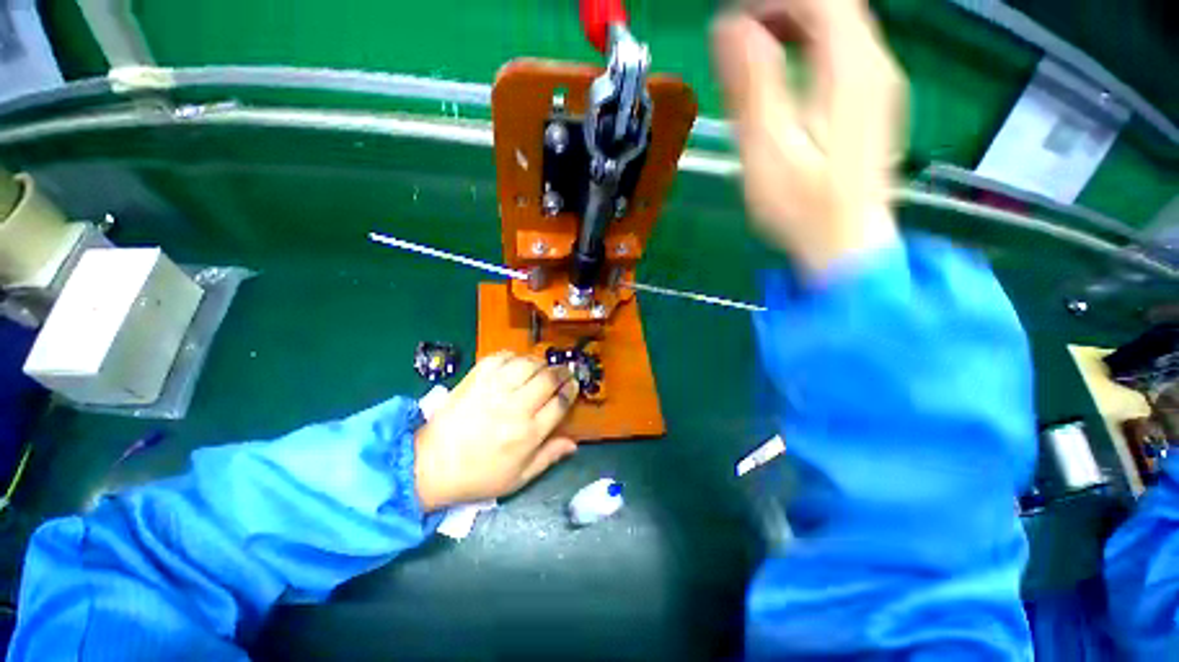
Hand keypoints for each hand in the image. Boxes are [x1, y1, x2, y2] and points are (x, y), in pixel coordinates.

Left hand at [413, 352, 579, 511]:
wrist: (430, 465)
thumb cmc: (478, 476)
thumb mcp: (518, 478)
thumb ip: (548, 457)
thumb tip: (574, 444)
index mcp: (528, 433)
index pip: (560, 402)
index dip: (571, 390)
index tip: (573, 385)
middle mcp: (515, 407)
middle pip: (548, 378)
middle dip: (561, 372)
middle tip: (563, 372)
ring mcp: (494, 390)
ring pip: (528, 364)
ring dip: (540, 362)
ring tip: (542, 367)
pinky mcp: (476, 379)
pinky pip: (501, 358)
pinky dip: (513, 356)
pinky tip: (516, 363)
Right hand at [711, 0, 906, 274]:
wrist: (846, 245)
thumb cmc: (803, 208)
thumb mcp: (767, 151)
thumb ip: (752, 87)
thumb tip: (728, 28)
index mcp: (850, 69)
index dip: (772, 0)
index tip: (732, 24)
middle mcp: (875, 64)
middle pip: (834, 5)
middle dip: (781, 9)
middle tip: (738, 38)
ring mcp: (879, 84)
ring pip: (841, 25)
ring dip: (794, 26)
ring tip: (754, 53)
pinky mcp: (873, 103)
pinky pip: (845, 51)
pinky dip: (810, 47)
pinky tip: (785, 74)